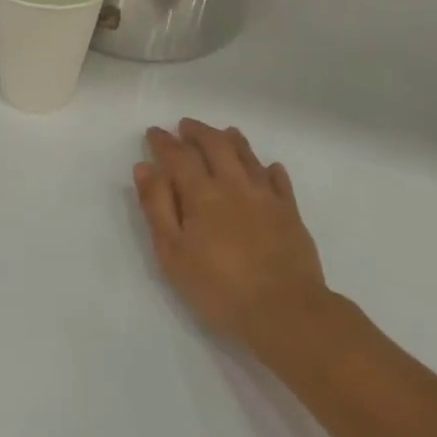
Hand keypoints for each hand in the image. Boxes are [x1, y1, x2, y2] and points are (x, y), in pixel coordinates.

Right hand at [134, 120, 331, 351]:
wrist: (285, 311)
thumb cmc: (218, 286)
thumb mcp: (172, 252)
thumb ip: (157, 207)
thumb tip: (145, 168)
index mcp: (202, 194)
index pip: (179, 156)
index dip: (164, 142)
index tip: (154, 132)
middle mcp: (235, 186)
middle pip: (216, 146)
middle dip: (198, 132)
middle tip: (186, 125)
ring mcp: (267, 198)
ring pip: (248, 157)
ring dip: (232, 141)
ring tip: (223, 132)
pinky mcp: (291, 214)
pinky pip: (279, 181)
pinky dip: (269, 169)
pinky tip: (267, 167)